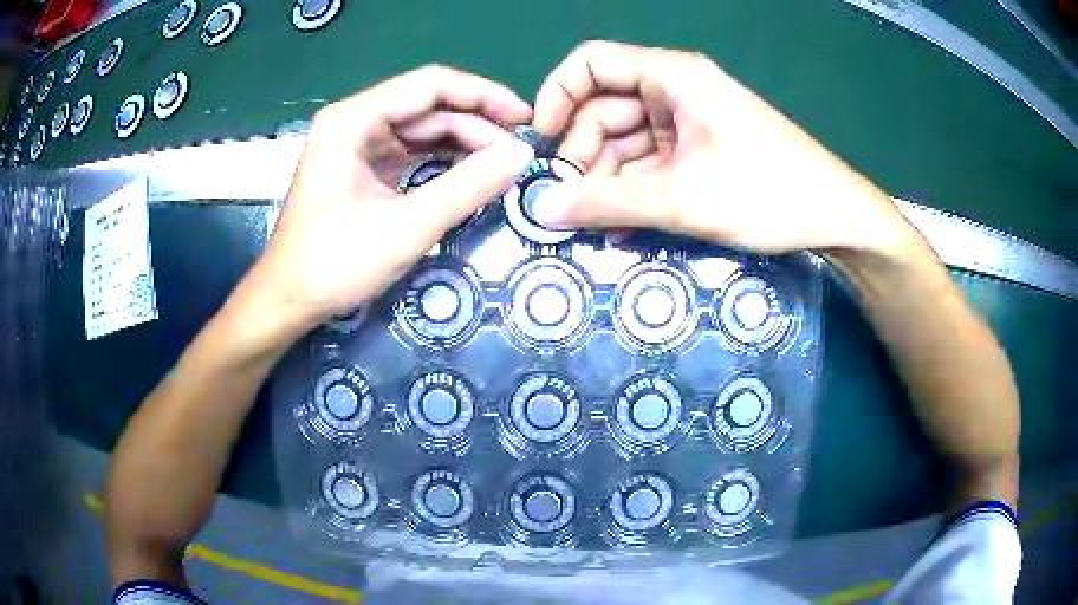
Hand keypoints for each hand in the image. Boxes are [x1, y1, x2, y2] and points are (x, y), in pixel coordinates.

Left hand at [250, 66, 534, 329]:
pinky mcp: (359, 165)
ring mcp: (354, 142)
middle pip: (427, 105)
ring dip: (461, 142)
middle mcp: (353, 120)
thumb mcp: (407, 227)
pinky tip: (469, 172)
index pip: (430, 85)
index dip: (483, 96)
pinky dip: (440, 159)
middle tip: (518, 153)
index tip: (526, 118)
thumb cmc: (336, 264)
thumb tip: (521, 155)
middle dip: (475, 125)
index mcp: (353, 120)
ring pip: (420, 128)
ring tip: (501, 164)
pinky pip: (408, 150)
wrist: (288, 299)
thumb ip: (467, 187)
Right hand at [530, 41, 912, 254]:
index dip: (557, 96)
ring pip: (624, 142)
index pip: (591, 64)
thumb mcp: (683, 199)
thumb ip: (608, 203)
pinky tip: (620, 228)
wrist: (834, 217)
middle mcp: (674, 91)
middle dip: (581, 154)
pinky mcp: (697, 152)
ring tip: (592, 226)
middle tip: (565, 204)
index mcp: (671, 77)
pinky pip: (649, 165)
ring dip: (604, 182)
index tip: (542, 142)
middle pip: (603, 109)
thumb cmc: (768, 193)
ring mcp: (687, 123)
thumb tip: (541, 210)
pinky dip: (631, 192)